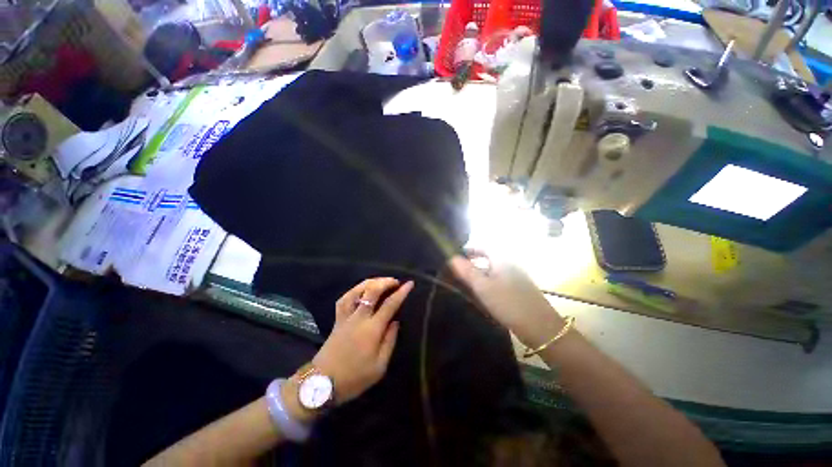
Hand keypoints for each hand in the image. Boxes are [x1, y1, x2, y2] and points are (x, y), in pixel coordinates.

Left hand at [310, 278, 413, 403]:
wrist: (322, 384)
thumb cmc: (354, 377)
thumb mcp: (379, 367)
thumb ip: (389, 341)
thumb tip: (395, 322)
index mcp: (372, 329)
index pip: (390, 304)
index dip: (401, 292)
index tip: (410, 283)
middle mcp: (359, 317)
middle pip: (372, 291)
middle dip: (385, 282)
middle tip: (395, 282)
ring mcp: (346, 316)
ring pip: (357, 291)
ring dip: (370, 282)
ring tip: (380, 281)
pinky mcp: (337, 319)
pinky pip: (345, 298)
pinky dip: (354, 290)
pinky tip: (361, 289)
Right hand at [449, 254, 564, 347]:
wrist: (540, 328)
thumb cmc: (508, 303)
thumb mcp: (483, 287)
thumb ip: (467, 271)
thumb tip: (452, 257)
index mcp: (502, 259)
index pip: (483, 247)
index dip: (469, 250)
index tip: (456, 257)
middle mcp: (510, 264)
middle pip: (487, 259)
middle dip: (472, 264)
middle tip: (458, 273)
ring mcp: (516, 277)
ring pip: (493, 271)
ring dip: (479, 275)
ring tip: (466, 285)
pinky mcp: (519, 289)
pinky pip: (499, 281)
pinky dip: (488, 284)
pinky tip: (483, 295)